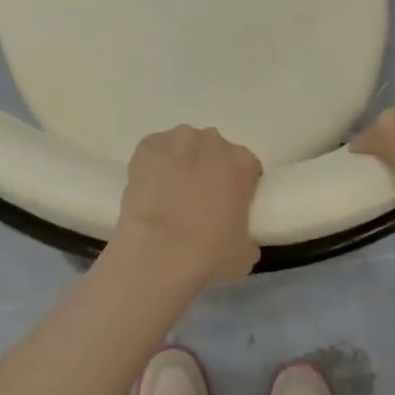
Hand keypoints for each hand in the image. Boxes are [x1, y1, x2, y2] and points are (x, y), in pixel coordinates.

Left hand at [114, 126, 262, 286]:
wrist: (157, 254)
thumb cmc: (209, 254)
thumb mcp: (246, 252)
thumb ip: (246, 233)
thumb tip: (236, 234)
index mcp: (243, 163)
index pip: (247, 168)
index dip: (238, 187)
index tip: (229, 207)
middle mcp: (213, 142)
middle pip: (215, 153)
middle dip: (209, 171)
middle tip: (199, 202)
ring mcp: (178, 140)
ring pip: (184, 148)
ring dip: (181, 164)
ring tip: (170, 196)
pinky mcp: (147, 147)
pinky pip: (155, 153)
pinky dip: (154, 166)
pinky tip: (150, 191)